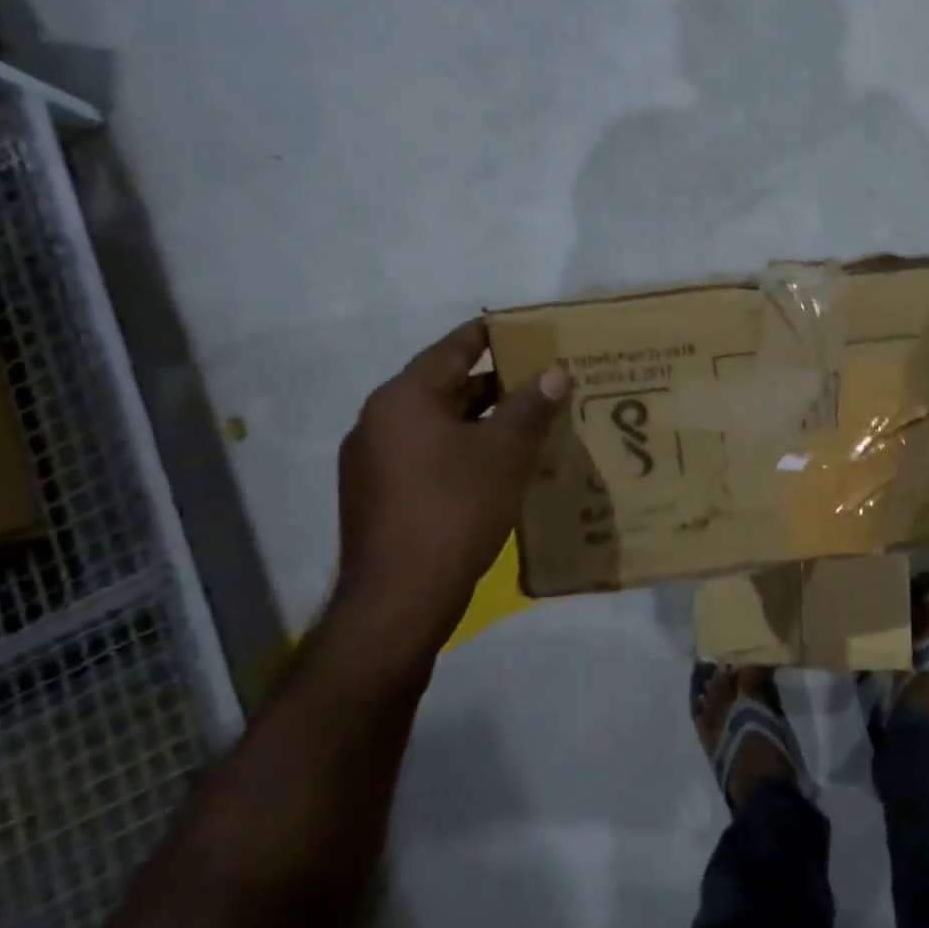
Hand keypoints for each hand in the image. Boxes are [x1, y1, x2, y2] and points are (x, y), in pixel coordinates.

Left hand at [335, 321, 567, 655]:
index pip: (453, 348)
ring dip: (479, 420)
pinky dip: (460, 450)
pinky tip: (495, 465)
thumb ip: (531, 406)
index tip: (525, 328)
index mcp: (404, 398)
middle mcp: (379, 421)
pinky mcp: (377, 496)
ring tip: (526, 421)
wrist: (399, 599)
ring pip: (436, 425)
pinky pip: (426, 455)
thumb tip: (555, 372)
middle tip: (539, 379)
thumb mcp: (505, 452)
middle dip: (494, 383)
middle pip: (444, 386)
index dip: (492, 334)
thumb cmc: (455, 508)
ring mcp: (373, 462)